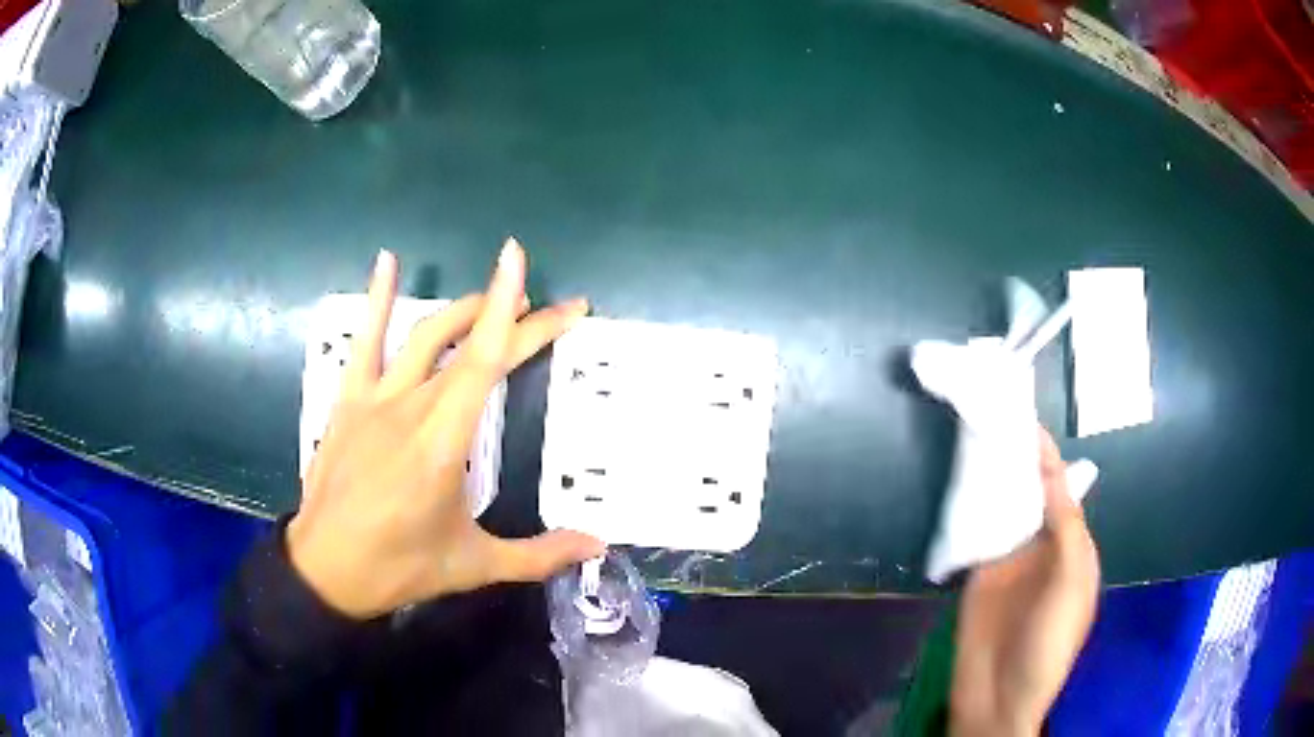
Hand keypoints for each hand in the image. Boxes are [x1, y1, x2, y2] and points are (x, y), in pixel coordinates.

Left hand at [287, 239, 604, 618]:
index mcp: (442, 442)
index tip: (552, 290)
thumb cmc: (400, 566)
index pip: (488, 363)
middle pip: (470, 346)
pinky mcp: (348, 399)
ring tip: (496, 298)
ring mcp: (374, 398)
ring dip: (465, 309)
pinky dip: (378, 297)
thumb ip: (539, 553)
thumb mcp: (474, 565)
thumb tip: (598, 546)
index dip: (520, 319)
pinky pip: (365, 340)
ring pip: (425, 334)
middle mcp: (410, 406)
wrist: (325, 568)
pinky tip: (388, 260)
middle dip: (516, 318)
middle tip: (553, 311)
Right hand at [950, 428, 1099, 735]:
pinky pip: (977, 535)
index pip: (1062, 492)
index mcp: (1072, 548)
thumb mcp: (1071, 584)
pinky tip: (959, 487)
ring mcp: (1008, 562)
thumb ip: (1066, 529)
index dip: (1048, 459)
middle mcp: (1041, 548)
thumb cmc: (1048, 643)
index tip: (1027, 422)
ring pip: (1003, 511)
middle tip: (994, 422)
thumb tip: (1052, 473)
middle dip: (1018, 463)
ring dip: (993, 483)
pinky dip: (971, 511)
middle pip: (1031, 496)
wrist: (999, 697)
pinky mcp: (979, 575)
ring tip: (974, 443)